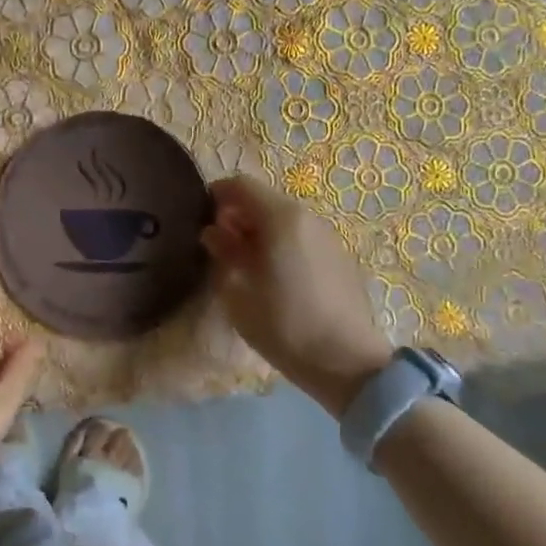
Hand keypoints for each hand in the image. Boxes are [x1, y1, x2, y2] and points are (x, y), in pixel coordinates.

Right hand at [200, 175, 392, 419]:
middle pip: (265, 200)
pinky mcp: (340, 257)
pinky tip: (274, 277)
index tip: (200, 216)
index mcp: (280, 219)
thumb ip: (223, 254)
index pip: (241, 185)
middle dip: (238, 215)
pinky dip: (282, 244)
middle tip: (218, 246)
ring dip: (260, 231)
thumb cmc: (282, 325)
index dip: (216, 195)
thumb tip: (214, 234)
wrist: (346, 361)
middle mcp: (307, 217)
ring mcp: (328, 237)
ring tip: (244, 264)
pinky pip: (302, 237)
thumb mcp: (237, 293)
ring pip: (285, 219)